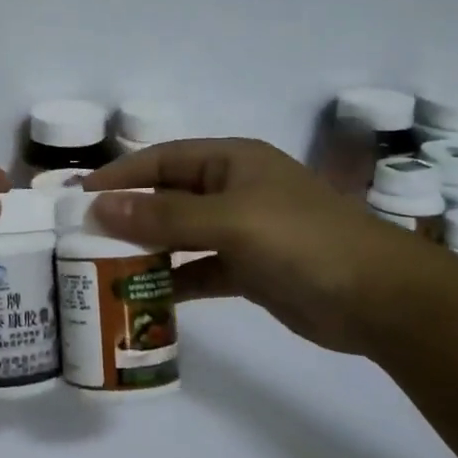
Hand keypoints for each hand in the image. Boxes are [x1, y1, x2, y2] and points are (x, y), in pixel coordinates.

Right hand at [85, 138, 437, 354]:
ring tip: (103, 268)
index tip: (78, 198)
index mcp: (232, 162)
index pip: (162, 159)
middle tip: (82, 238)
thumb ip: (165, 216)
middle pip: (168, 196)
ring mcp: (244, 231)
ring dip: (148, 250)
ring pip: (181, 235)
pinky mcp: (251, 270)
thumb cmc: (303, 241)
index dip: (120, 175)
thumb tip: (101, 207)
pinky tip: (146, 298)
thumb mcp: (231, 221)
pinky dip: (175, 280)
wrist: (380, 298)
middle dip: (129, 214)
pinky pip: (201, 269)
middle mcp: (234, 190)